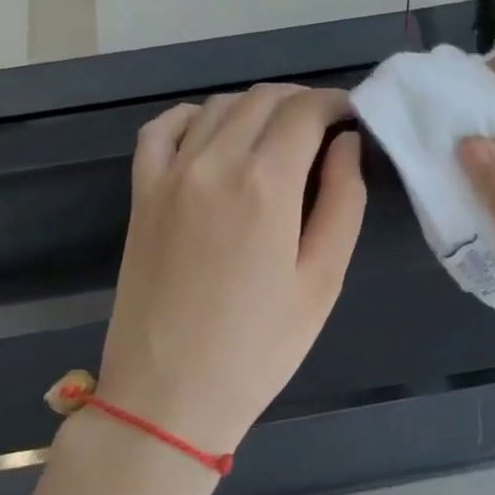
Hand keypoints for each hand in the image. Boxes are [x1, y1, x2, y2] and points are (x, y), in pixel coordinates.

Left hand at [96, 84, 366, 454]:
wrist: (168, 396)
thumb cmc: (259, 348)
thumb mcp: (322, 280)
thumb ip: (343, 201)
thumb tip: (346, 143)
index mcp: (265, 184)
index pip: (305, 110)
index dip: (335, 103)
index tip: (352, 117)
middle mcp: (213, 162)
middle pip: (263, 98)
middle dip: (301, 102)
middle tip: (325, 129)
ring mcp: (169, 174)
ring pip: (218, 106)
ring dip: (256, 106)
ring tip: (279, 135)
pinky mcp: (141, 192)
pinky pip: (163, 128)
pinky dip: (194, 116)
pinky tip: (213, 134)